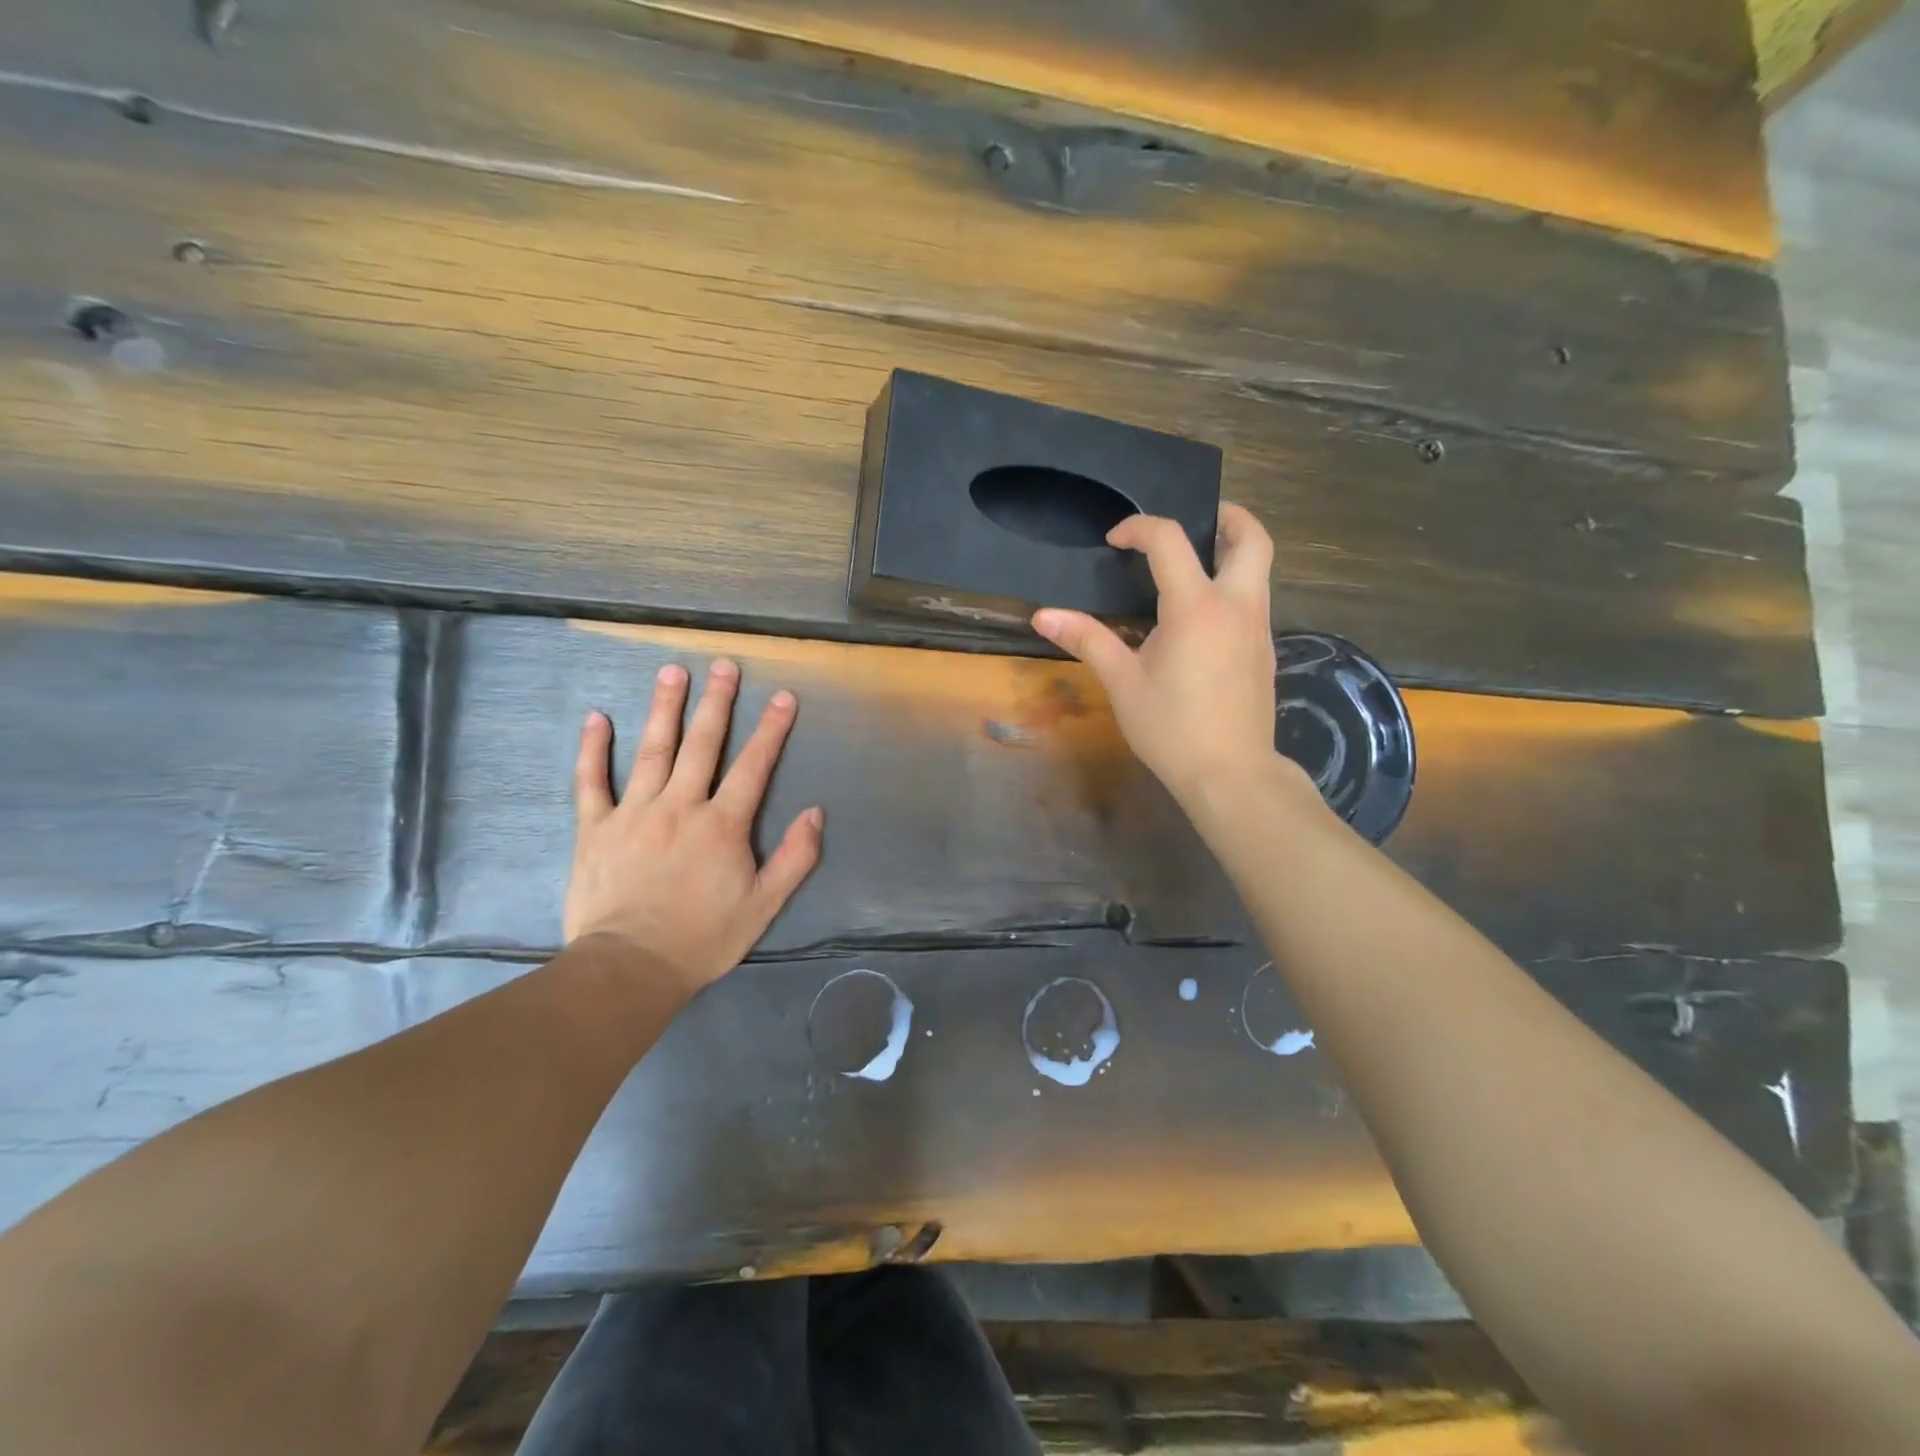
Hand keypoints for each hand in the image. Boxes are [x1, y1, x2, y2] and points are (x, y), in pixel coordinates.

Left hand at [566, 658, 823, 996]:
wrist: (630, 968)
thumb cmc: (703, 938)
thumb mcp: (764, 905)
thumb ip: (795, 858)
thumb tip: (815, 812)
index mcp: (722, 824)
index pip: (754, 766)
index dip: (771, 729)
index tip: (783, 696)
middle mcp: (680, 806)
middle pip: (702, 744)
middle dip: (717, 702)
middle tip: (723, 665)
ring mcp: (634, 813)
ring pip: (652, 750)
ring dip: (664, 708)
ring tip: (671, 672)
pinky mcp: (595, 828)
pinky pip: (591, 782)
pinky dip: (593, 749)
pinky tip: (597, 718)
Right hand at [1033, 504, 1281, 805]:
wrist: (1231, 774)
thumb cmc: (1171, 728)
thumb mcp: (1122, 683)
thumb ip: (1087, 640)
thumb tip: (1042, 615)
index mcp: (1196, 607)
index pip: (1170, 540)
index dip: (1140, 528)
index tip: (1115, 541)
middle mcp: (1237, 606)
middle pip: (1253, 537)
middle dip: (1227, 517)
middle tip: (1195, 522)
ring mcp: (1259, 628)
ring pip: (1260, 568)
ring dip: (1233, 551)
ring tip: (1192, 566)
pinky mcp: (1265, 651)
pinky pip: (1256, 599)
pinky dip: (1234, 586)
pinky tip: (1202, 618)